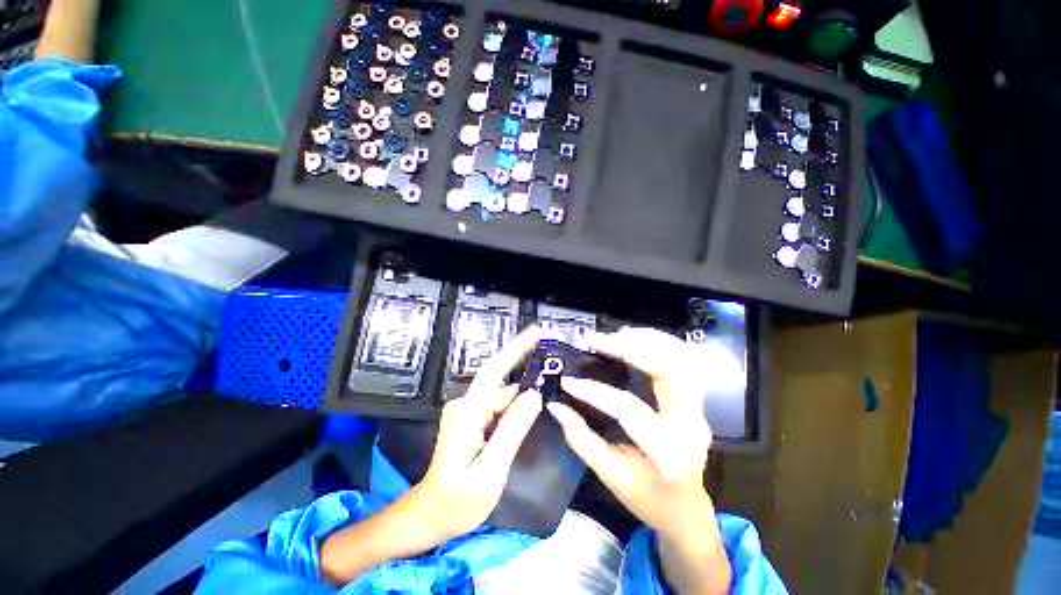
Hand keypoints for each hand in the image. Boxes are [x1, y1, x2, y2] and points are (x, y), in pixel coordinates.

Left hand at [414, 326, 543, 541]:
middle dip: (528, 376)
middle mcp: (467, 405)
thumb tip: (534, 395)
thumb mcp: (489, 470)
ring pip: (503, 398)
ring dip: (523, 397)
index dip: (516, 349)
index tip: (536, 332)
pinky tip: (528, 414)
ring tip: (547, 394)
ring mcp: (469, 412)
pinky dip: (515, 408)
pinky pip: (499, 408)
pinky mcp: (472, 420)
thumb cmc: (457, 501)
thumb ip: (512, 430)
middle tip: (554, 371)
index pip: (495, 371)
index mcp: (468, 412)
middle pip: (503, 385)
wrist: (430, 517)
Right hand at [548, 327, 731, 593]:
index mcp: (668, 452)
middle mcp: (691, 425)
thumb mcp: (611, 476)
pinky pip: (681, 363)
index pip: (629, 408)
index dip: (595, 392)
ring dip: (647, 341)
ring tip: (615, 336)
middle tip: (599, 342)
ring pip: (680, 360)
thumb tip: (556, 406)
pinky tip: (635, 341)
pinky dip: (659, 345)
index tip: (567, 381)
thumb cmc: (648, 499)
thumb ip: (581, 439)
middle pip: (669, 371)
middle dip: (631, 349)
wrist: (687, 510)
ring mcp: (698, 410)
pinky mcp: (695, 401)